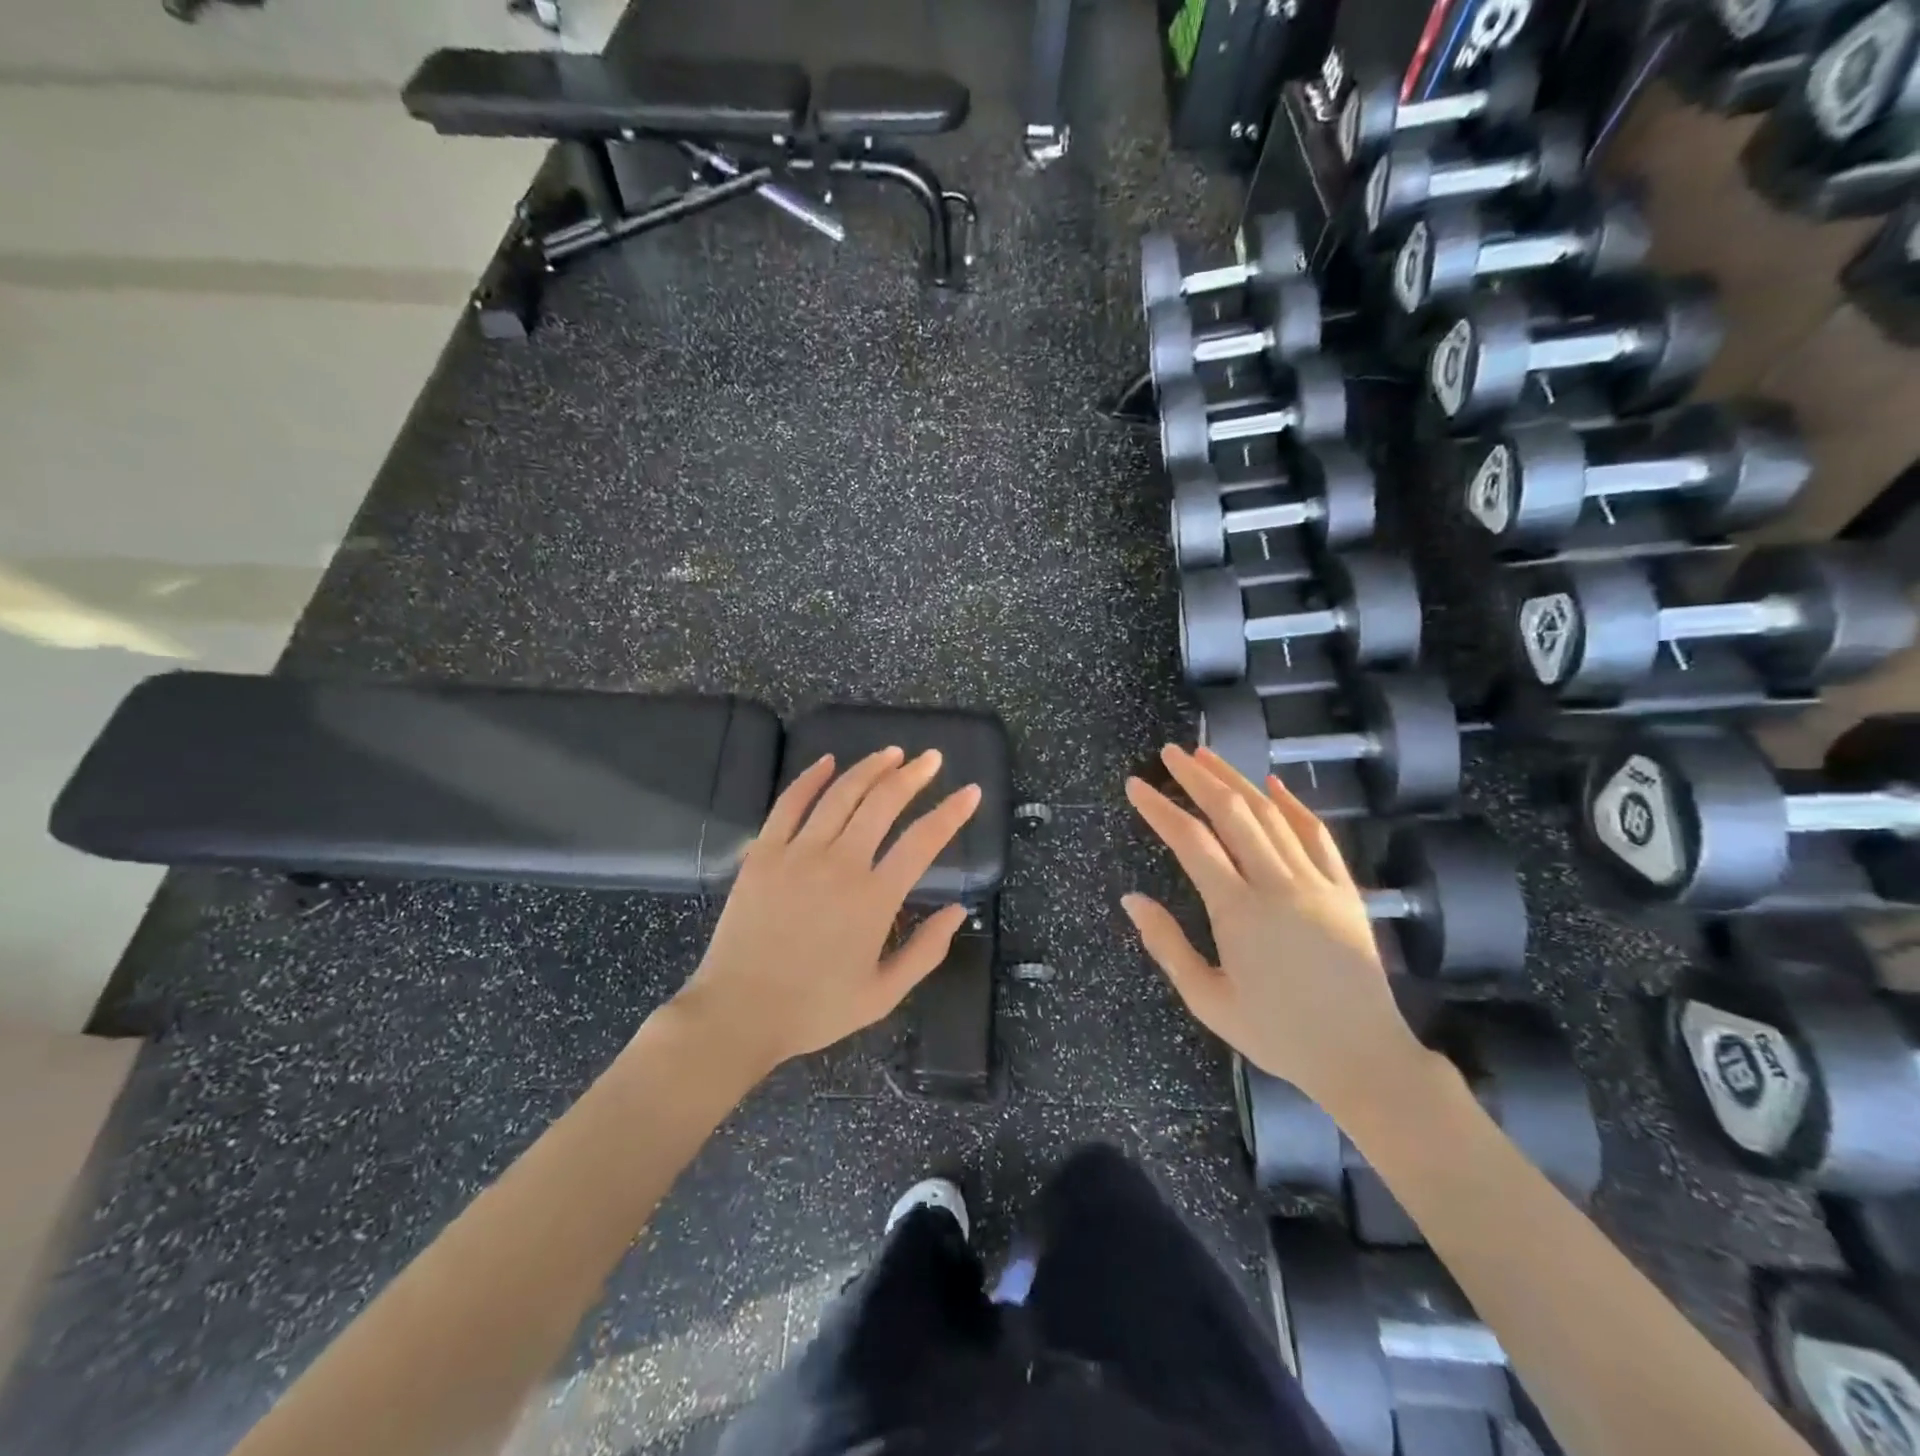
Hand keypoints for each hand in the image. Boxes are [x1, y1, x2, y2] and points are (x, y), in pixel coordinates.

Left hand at [672, 747, 981, 1076]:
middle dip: (913, 775)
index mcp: (875, 898)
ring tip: (892, 753)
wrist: (738, 1014)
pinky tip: (827, 761)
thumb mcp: (883, 994)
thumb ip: (926, 951)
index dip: (952, 812)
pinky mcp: (763, 853)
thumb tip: (959, 910)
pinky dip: (810, 778)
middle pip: (883, 803)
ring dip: (870, 768)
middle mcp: (840, 864)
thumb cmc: (814, 1008)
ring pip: (841, 794)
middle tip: (931, 758)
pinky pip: (789, 804)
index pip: (923, 841)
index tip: (970, 792)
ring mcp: (798, 853)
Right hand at [1122, 745, 1427, 1115]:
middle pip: (1233, 813)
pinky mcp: (1345, 890)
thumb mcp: (1207, 1000)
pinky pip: (1317, 835)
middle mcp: (1277, 885)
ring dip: (1237, 780)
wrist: (1363, 1058)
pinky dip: (1294, 804)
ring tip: (1208, 756)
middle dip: (1197, 777)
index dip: (1159, 808)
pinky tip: (1274, 784)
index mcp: (1238, 912)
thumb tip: (1131, 898)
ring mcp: (1317, 883)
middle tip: (1170, 752)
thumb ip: (1166, 945)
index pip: (1190, 842)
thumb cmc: (1278, 1034)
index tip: (1136, 785)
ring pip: (1272, 814)